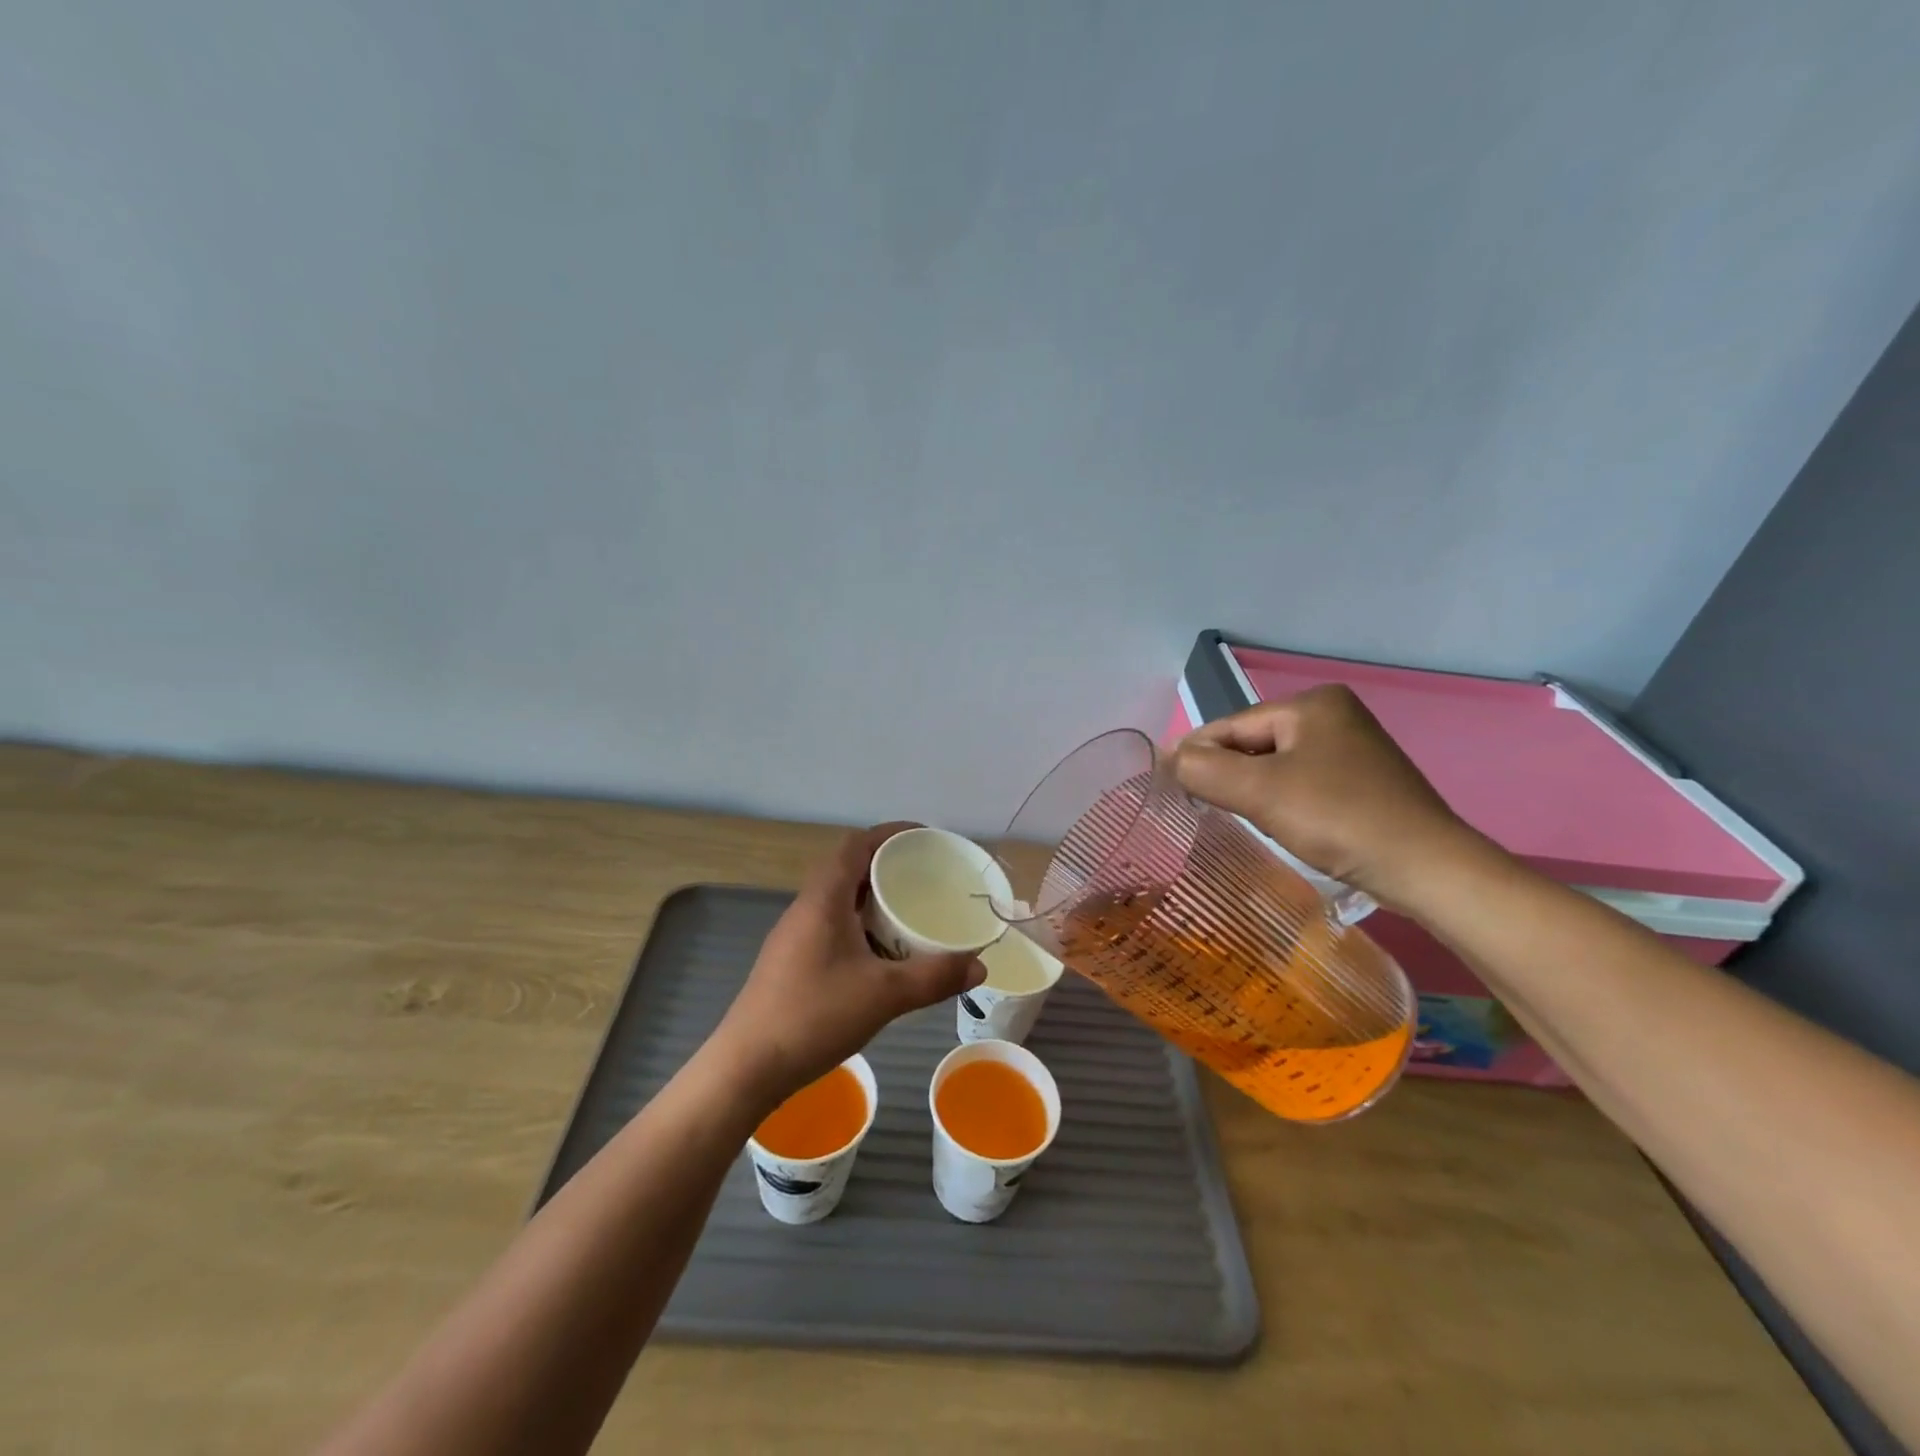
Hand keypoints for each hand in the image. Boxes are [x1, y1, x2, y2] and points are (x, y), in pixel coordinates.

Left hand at [713, 822, 986, 1106]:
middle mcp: (806, 908)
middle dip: (888, 865)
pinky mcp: (792, 961)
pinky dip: (862, 926)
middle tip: (927, 877)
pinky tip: (882, 955)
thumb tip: (980, 966)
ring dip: (874, 898)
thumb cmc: (814, 1016)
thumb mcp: (884, 995)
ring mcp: (795, 936)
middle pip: (849, 868)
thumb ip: (935, 977)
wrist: (746, 1067)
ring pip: (840, 900)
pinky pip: (833, 925)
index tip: (926, 839)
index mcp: (824, 899)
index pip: (856, 844)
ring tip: (911, 912)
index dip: (891, 833)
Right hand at [1172, 685, 1472, 911]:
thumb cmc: (1338, 819)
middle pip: (1254, 743)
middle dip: (1227, 773)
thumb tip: (1169, 758)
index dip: (1196, 753)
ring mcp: (1353, 748)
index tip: (1166, 783)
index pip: (1232, 725)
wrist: (1427, 869)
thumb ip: (1205, 770)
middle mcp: (1334, 715)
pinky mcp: (1364, 781)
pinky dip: (1280, 799)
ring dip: (1252, 789)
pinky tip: (1277, 822)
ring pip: (1276, 765)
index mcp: (1312, 704)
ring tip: (1236, 816)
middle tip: (1199, 806)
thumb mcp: (1261, 792)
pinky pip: (1302, 781)